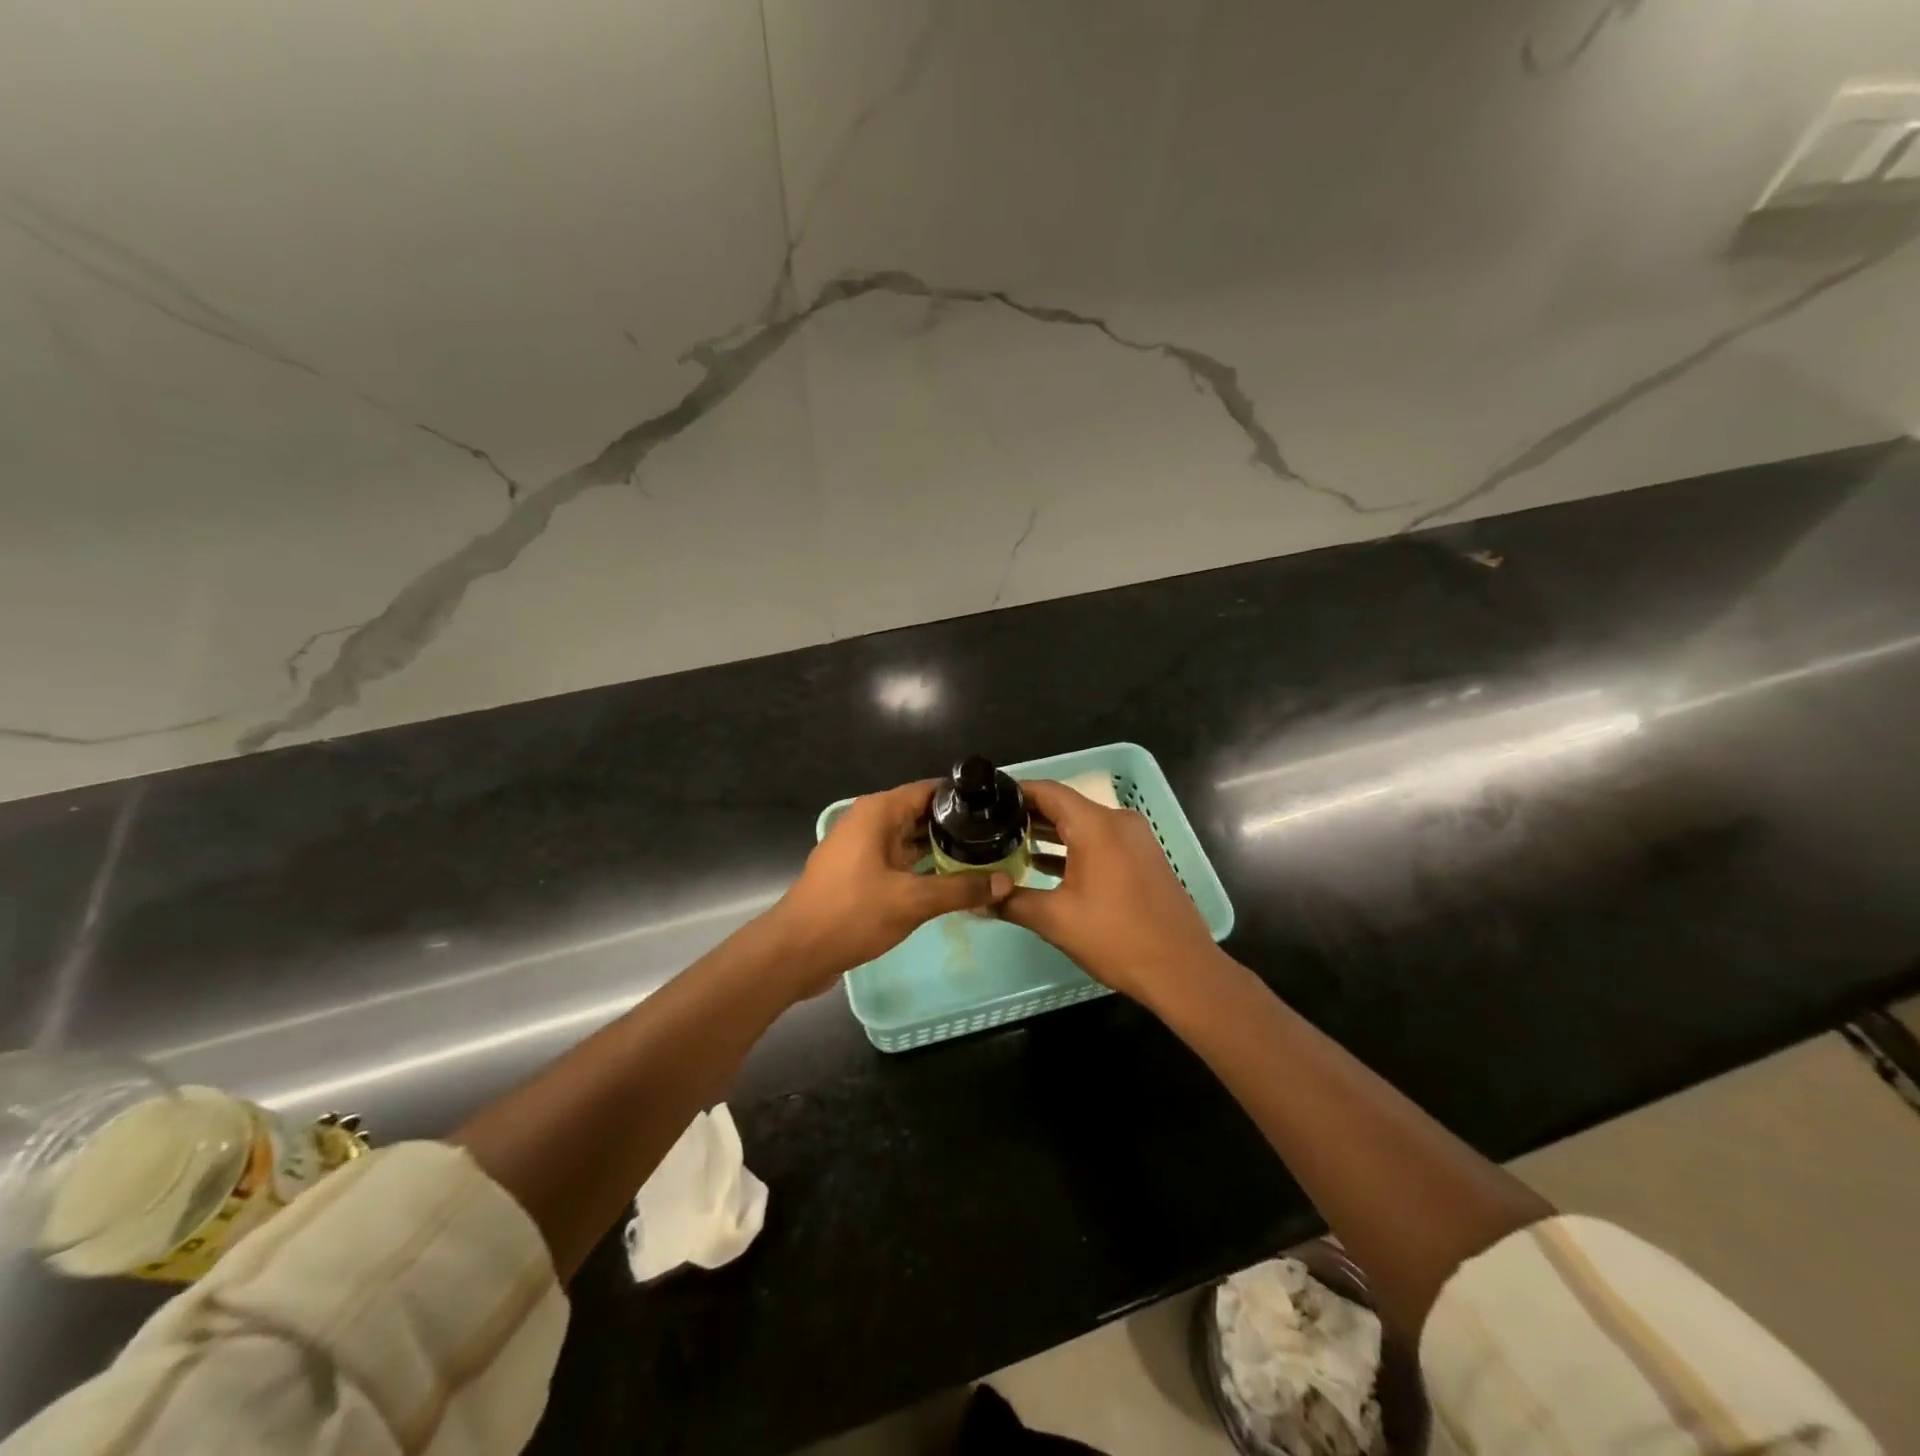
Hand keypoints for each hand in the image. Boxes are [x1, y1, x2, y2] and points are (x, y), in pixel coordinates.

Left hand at [765, 779, 1012, 997]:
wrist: (795, 952)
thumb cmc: (851, 914)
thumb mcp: (912, 901)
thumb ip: (960, 889)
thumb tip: (1005, 882)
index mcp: (878, 812)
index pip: (929, 790)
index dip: (963, 797)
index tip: (997, 808)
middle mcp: (869, 822)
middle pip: (921, 814)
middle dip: (957, 826)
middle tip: (999, 838)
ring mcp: (861, 848)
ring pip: (909, 839)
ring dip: (940, 849)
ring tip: (984, 857)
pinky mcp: (858, 873)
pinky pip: (898, 860)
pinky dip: (922, 866)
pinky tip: (950, 881)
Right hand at [1000, 780, 1218, 1005]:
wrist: (1181, 970)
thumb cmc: (1116, 938)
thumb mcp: (1055, 920)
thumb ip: (1012, 902)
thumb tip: (977, 901)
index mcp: (1096, 826)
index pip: (1048, 791)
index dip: (1015, 792)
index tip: (984, 801)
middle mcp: (1118, 822)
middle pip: (1065, 806)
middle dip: (1027, 814)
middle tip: (989, 826)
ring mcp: (1134, 839)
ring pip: (1083, 825)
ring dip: (1049, 833)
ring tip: (1009, 844)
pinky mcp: (1141, 858)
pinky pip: (1100, 841)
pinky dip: (1072, 848)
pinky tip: (1043, 865)